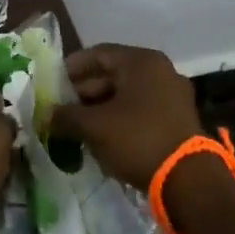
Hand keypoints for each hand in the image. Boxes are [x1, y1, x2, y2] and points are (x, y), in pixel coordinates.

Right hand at [48, 43, 206, 191]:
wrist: (188, 180)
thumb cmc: (137, 139)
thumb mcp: (94, 127)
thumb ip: (66, 116)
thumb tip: (47, 115)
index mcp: (141, 62)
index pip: (98, 54)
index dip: (72, 67)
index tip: (52, 83)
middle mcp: (160, 71)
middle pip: (113, 74)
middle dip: (84, 92)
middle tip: (62, 109)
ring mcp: (172, 95)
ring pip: (127, 94)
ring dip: (101, 108)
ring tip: (78, 127)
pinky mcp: (178, 119)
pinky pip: (141, 110)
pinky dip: (120, 119)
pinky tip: (102, 138)